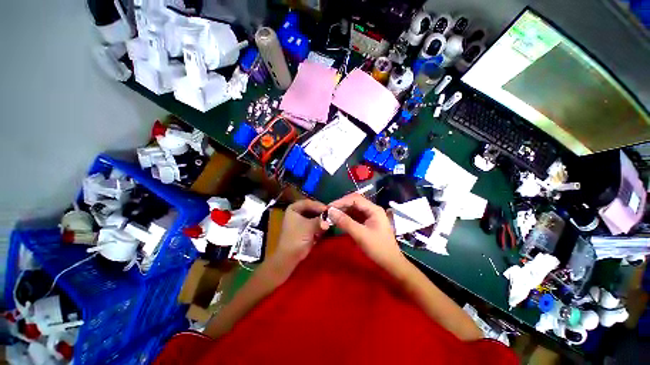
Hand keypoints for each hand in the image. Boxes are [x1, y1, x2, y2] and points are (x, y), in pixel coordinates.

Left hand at [270, 199, 327, 281]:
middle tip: (333, 215)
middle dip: (322, 213)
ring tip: (332, 221)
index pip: (309, 202)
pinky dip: (321, 226)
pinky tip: (328, 228)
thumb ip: (321, 219)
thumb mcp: (309, 226)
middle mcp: (297, 213)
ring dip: (322, 220)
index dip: (319, 206)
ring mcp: (301, 222)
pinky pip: (315, 225)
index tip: (330, 210)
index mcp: (293, 208)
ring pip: (315, 217)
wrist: (290, 255)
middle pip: (312, 210)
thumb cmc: (296, 237)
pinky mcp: (306, 230)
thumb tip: (332, 216)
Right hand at [328, 193, 404, 272]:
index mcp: (374, 209)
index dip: (340, 202)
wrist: (390, 261)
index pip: (355, 199)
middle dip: (341, 206)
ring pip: (354, 210)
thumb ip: (345, 222)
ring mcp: (371, 217)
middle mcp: (373, 210)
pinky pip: (355, 217)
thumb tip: (330, 212)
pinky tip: (338, 223)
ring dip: (342, 213)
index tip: (327, 208)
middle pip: (354, 203)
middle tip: (327, 213)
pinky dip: (346, 219)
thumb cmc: (378, 248)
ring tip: (330, 218)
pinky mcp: (368, 225)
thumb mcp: (360, 235)